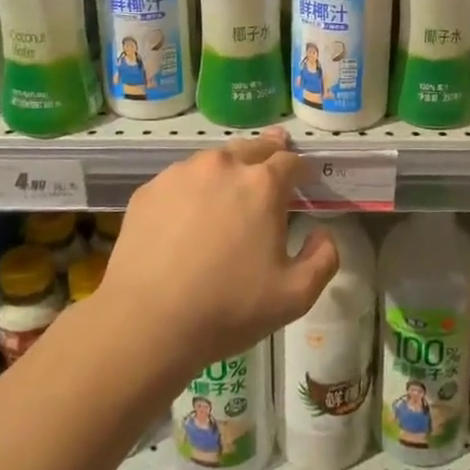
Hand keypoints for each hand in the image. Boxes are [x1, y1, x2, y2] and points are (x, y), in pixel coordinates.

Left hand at [100, 128, 339, 378]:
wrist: (146, 322)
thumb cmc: (228, 308)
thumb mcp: (296, 296)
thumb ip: (324, 258)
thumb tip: (321, 233)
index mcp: (263, 184)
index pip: (290, 161)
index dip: (301, 168)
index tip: (304, 179)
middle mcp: (223, 165)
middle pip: (253, 147)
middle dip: (269, 153)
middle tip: (273, 163)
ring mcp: (181, 174)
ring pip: (214, 160)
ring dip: (229, 168)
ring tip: (230, 189)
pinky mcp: (149, 190)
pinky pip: (181, 179)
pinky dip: (193, 188)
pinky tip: (189, 213)